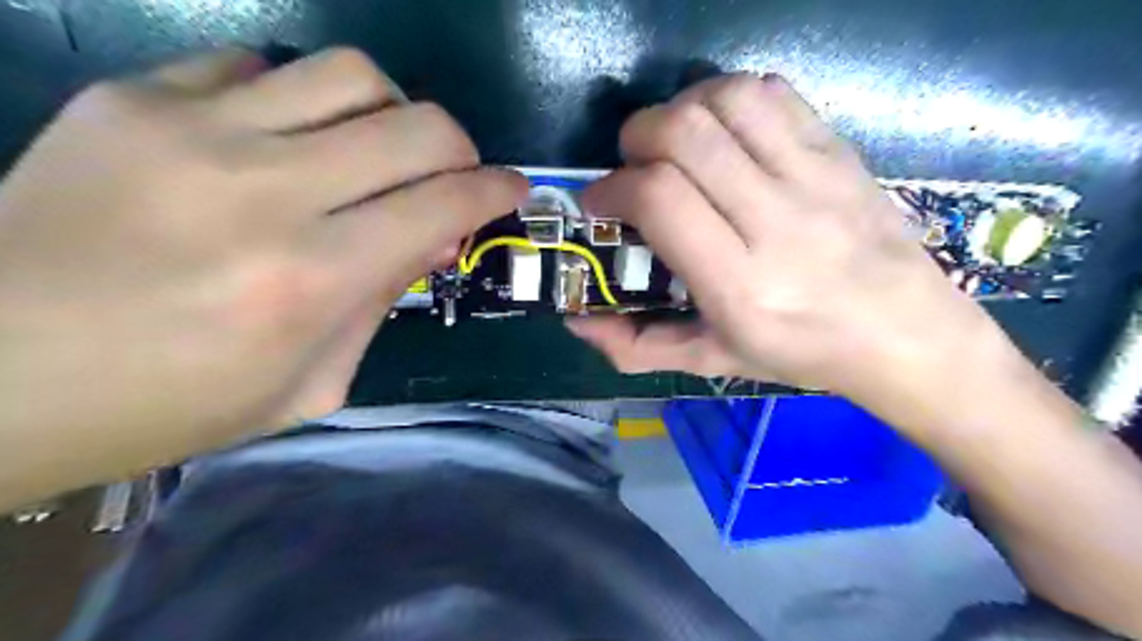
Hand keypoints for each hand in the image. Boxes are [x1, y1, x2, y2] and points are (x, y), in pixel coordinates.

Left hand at [0, 47, 525, 503]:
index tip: (514, 188)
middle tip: (453, 174)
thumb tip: (430, 239)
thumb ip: (380, 303)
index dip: (496, 190)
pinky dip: (302, 101)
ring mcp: (195, 131)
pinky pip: (262, 67)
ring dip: (391, 112)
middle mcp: (267, 191)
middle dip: (460, 148)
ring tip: (379, 150)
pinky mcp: (136, 97)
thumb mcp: (307, 384)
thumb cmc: (167, 405)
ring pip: (351, 74)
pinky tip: (289, 139)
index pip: (443, 204)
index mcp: (310, 279)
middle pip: (417, 125)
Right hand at [571, 72, 1015, 427]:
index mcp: (742, 285)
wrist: (907, 334)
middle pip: (685, 135)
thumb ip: (638, 346)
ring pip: (725, 100)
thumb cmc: (801, 355)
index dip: (614, 187)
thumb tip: (577, 322)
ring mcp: (815, 178)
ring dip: (679, 110)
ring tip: (672, 144)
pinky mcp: (839, 151)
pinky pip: (772, 94)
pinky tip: (721, 132)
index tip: (601, 201)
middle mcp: (777, 223)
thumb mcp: (712, 361)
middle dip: (636, 138)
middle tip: (632, 167)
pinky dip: (728, 98)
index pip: (661, 198)